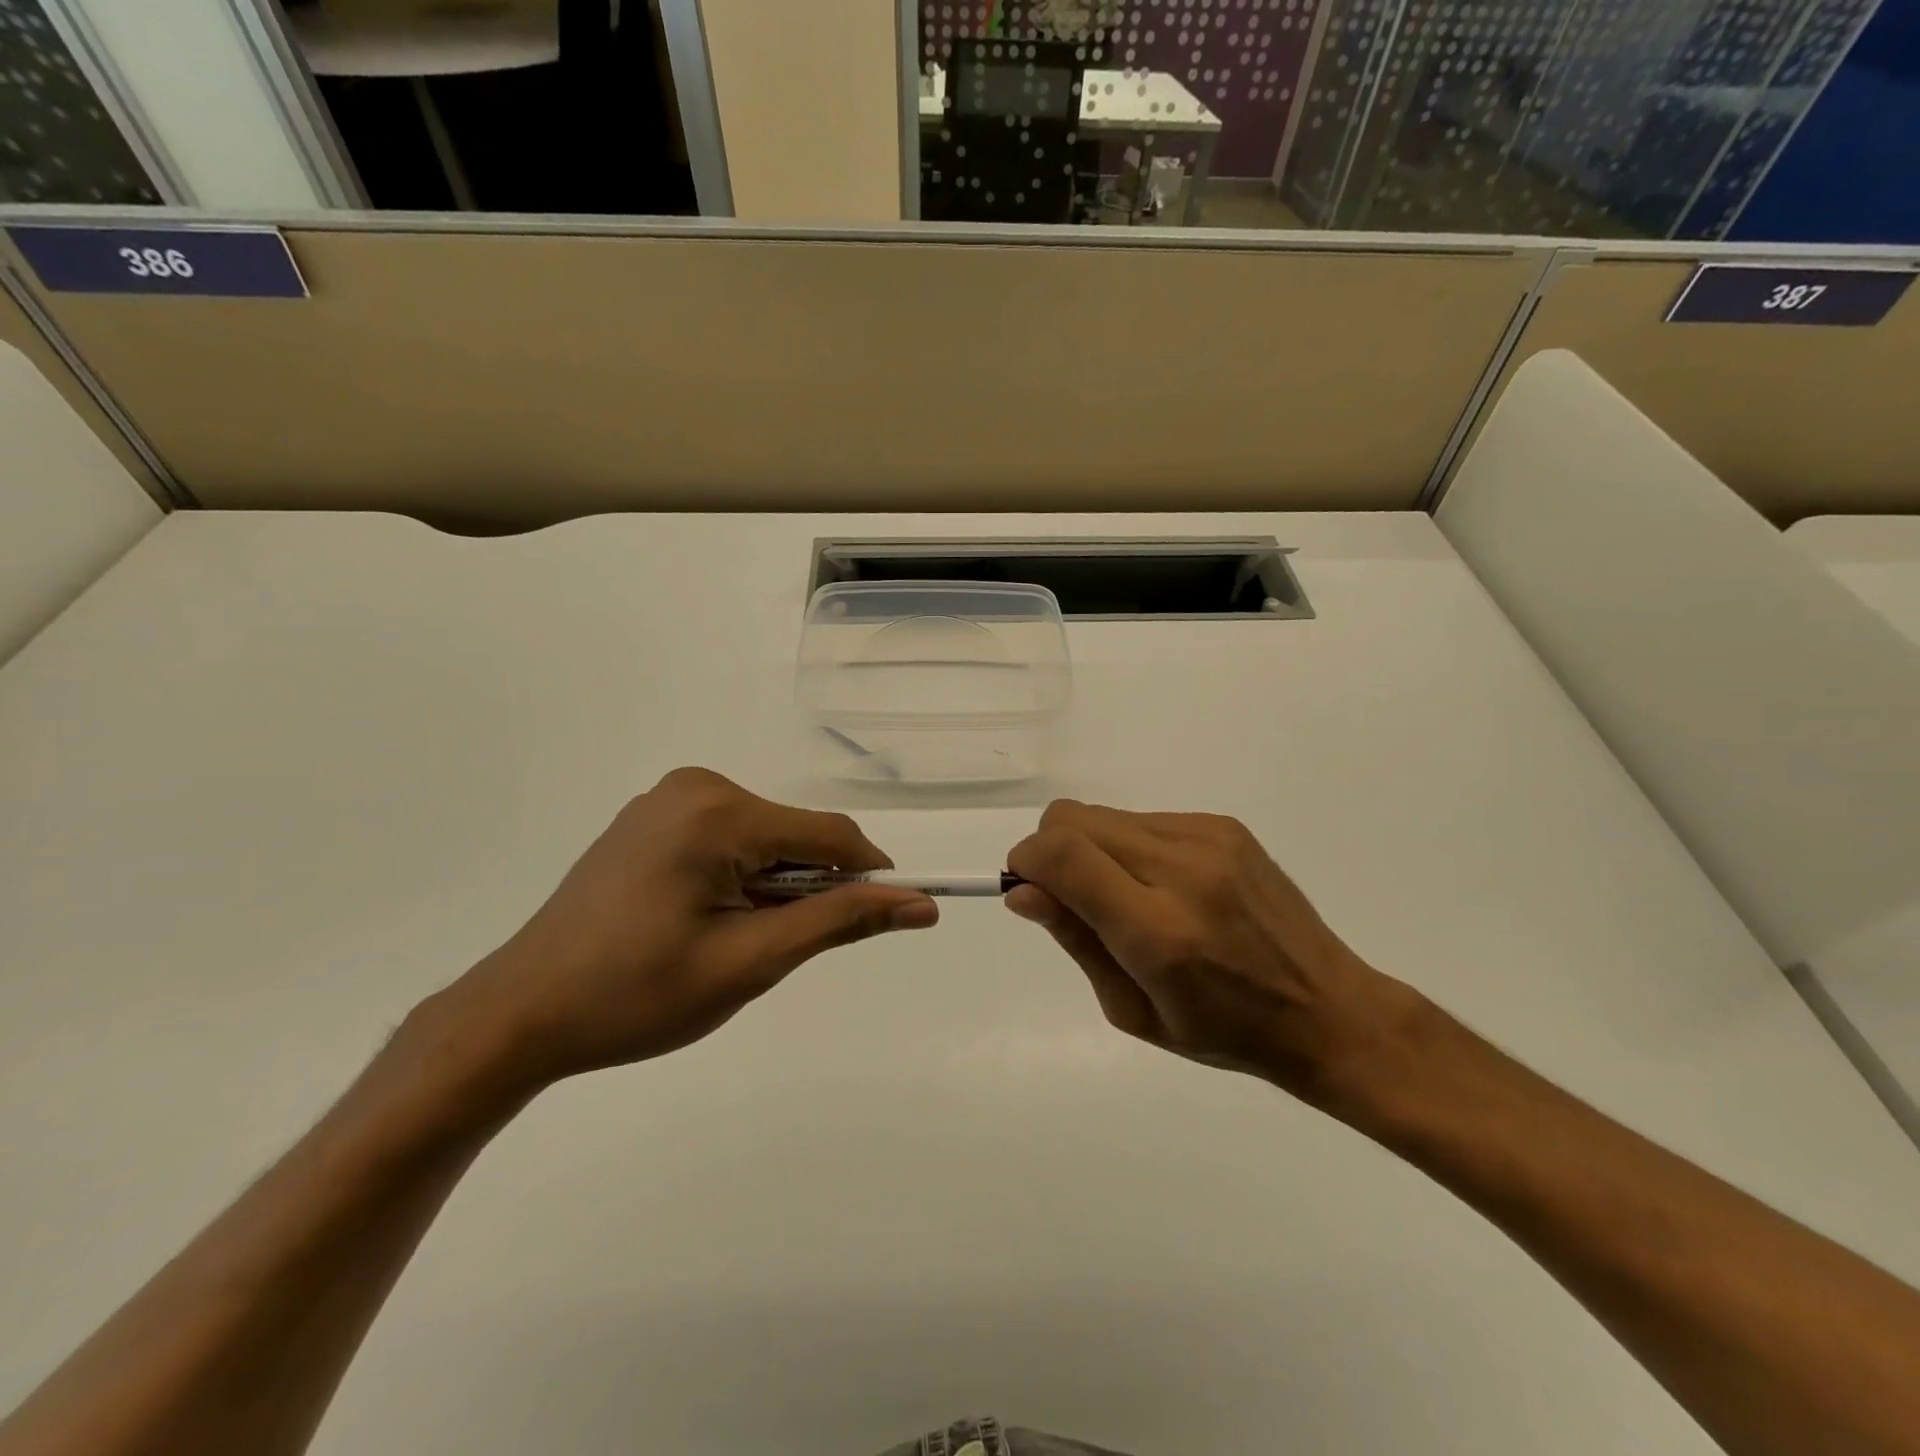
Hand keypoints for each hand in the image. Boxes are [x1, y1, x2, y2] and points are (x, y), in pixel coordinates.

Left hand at [438, 768, 938, 1088]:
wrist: (520, 1014)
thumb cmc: (637, 995)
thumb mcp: (750, 962)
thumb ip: (840, 922)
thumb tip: (920, 903)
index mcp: (719, 811)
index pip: (831, 834)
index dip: (870, 875)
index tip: (887, 919)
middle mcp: (696, 786)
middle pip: (794, 834)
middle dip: (806, 888)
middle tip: (769, 950)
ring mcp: (668, 798)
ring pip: (763, 838)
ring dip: (772, 886)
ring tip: (726, 941)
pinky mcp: (651, 818)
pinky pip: (727, 837)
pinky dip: (740, 876)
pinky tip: (699, 919)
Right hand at [1004, 802, 1413, 1099]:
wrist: (1327, 1010)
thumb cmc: (1222, 1031)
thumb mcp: (1132, 1010)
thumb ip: (1076, 940)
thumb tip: (1023, 891)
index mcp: (1157, 932)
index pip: (1063, 855)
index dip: (1026, 860)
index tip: (1026, 888)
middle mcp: (1182, 870)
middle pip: (1073, 819)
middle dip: (1051, 850)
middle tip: (1073, 898)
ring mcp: (1208, 839)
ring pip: (1105, 815)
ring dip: (1093, 849)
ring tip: (1127, 898)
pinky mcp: (1225, 825)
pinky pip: (1145, 819)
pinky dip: (1130, 846)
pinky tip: (1164, 887)